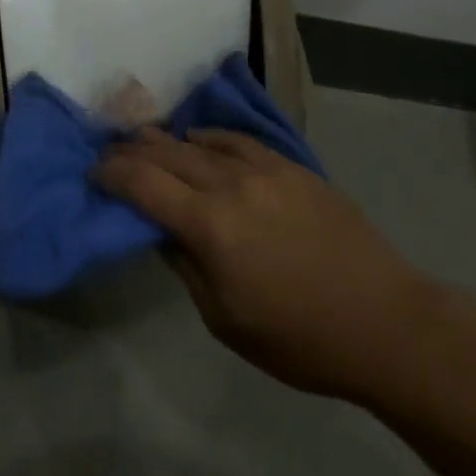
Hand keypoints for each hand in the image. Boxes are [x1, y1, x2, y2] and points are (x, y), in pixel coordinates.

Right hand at [94, 127, 437, 401]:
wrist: (382, 319)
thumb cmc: (300, 337)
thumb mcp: (226, 320)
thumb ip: (185, 266)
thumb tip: (160, 229)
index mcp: (209, 225)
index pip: (143, 184)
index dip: (112, 173)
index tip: (93, 170)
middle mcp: (229, 183)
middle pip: (166, 153)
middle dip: (132, 150)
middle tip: (110, 150)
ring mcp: (261, 167)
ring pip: (199, 141)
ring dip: (166, 141)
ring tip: (146, 140)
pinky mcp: (288, 164)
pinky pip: (236, 140)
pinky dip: (209, 138)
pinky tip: (199, 139)